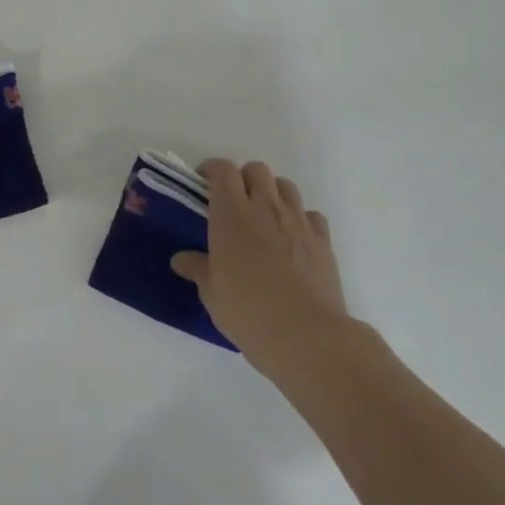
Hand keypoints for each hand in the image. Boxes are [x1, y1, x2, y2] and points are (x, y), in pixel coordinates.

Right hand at [171, 160, 351, 367]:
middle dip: (243, 178)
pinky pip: (310, 214)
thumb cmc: (247, 311)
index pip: (222, 171)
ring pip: (286, 186)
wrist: (305, 334)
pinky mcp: (322, 239)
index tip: (203, 182)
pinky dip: (299, 219)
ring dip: (272, 193)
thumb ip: (197, 268)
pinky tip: (292, 239)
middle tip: (233, 202)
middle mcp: (265, 208)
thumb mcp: (211, 293)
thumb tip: (181, 259)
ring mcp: (297, 221)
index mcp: (231, 215)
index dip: (211, 169)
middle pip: (256, 170)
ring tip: (263, 217)